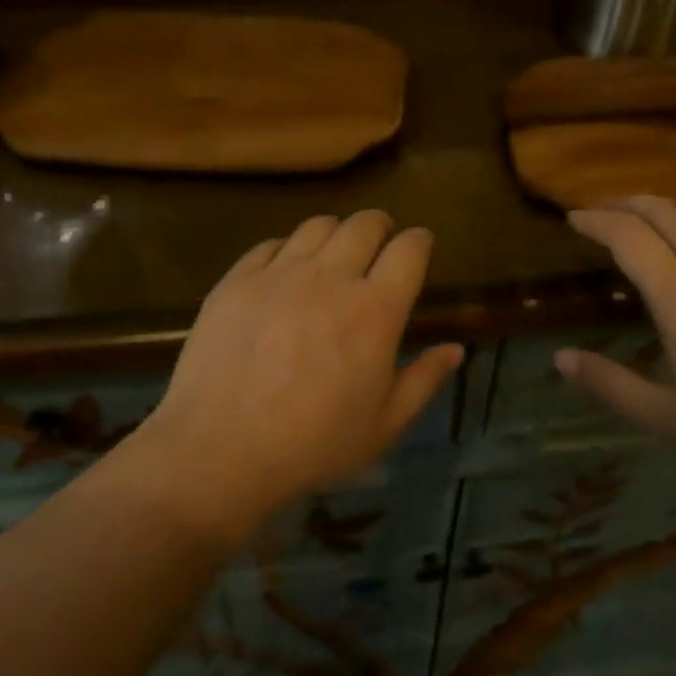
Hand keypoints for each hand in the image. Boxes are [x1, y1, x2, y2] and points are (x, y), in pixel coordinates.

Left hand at [136, 211, 462, 541]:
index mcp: (376, 310)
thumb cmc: (313, 445)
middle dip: (380, 226)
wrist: (219, 451)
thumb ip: (423, 380)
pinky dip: (288, 249)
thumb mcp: (383, 425)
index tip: (419, 246)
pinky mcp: (238, 280)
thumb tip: (455, 349)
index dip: (420, 241)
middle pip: (365, 224)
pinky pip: (270, 244)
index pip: (410, 249)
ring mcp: (280, 274)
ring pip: (318, 225)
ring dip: (336, 232)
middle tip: (379, 243)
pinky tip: (285, 270)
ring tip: (334, 253)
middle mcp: (331, 278)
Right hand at [556, 196, 675, 471]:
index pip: (628, 237)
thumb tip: (560, 358)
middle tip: (602, 208)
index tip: (574, 218)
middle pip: (664, 211)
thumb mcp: (667, 417)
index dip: (597, 221)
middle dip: (626, 202)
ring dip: (666, 209)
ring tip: (646, 217)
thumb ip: (610, 385)